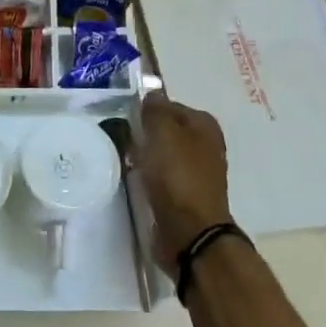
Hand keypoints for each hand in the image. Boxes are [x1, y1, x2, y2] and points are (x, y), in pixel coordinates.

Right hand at [132, 91, 231, 277]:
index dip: (147, 110)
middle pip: (166, 130)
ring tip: (123, 159)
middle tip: (120, 138)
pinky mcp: (185, 195)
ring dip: (145, 156)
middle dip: (145, 133)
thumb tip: (152, 95)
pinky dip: (149, 176)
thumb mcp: (162, 132)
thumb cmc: (177, 176)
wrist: (190, 232)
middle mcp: (205, 146)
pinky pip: (161, 176)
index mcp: (204, 125)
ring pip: (163, 153)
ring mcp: (197, 172)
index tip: (126, 119)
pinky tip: (134, 179)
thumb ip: (155, 110)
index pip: (169, 105)